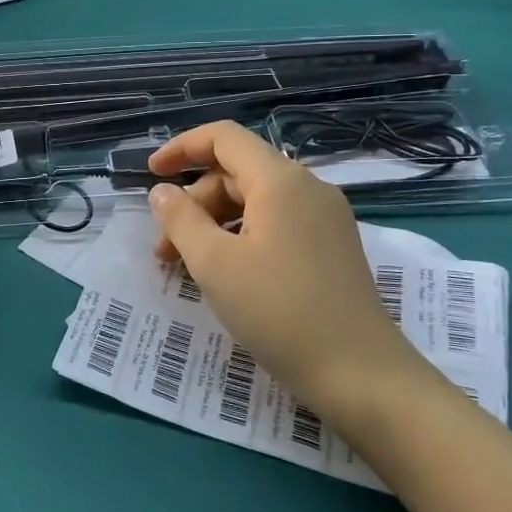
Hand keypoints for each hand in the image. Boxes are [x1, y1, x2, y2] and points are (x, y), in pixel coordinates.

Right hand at [146, 121, 440, 427]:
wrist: (360, 374)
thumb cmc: (279, 312)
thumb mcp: (214, 264)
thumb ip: (181, 219)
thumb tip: (163, 192)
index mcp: (280, 180)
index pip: (224, 137)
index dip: (182, 148)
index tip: (151, 174)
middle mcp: (307, 188)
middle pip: (236, 172)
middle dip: (194, 202)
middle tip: (164, 249)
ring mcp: (324, 217)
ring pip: (255, 201)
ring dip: (214, 223)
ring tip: (188, 267)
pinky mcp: (331, 246)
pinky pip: (275, 223)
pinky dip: (241, 236)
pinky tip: (226, 274)